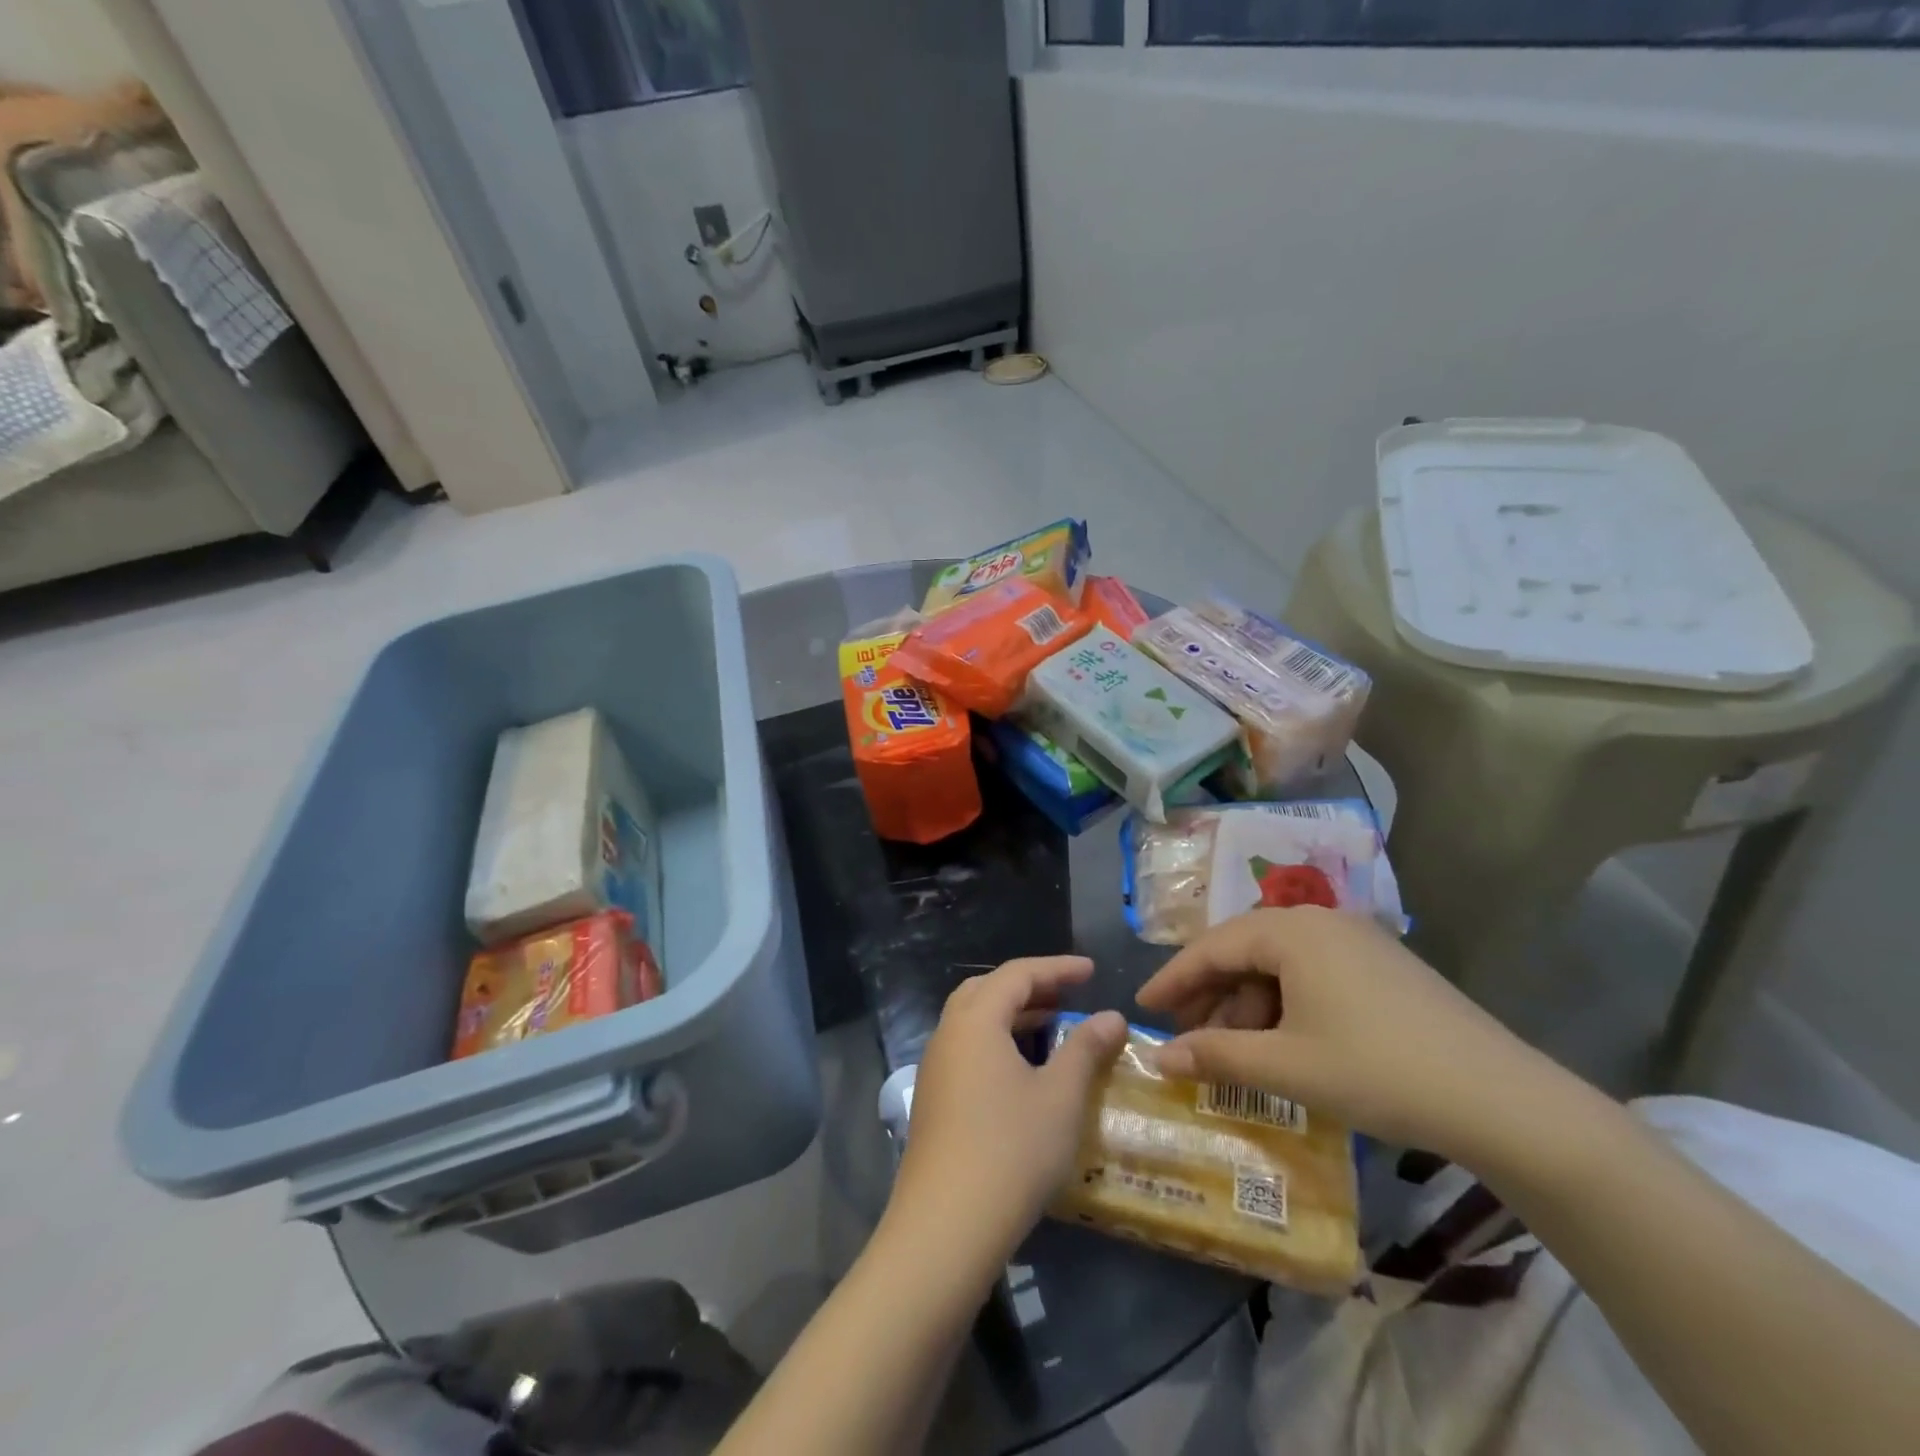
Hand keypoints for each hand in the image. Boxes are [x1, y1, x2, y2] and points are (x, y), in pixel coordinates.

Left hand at [888, 957, 1126, 1269]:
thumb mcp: (1060, 1097)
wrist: (945, 1227)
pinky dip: (998, 1042)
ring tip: (1052, 1028)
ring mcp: (935, 1068)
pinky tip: (1023, 1071)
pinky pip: (968, 1049)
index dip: (1057, 968)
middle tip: (1068, 995)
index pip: (1017, 974)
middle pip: (988, 990)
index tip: (1092, 971)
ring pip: (974, 1021)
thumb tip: (1111, 1015)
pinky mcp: (934, 1099)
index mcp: (975, 1020)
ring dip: (1012, 1016)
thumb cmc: (1011, 1150)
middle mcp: (948, 1034)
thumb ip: (1085, 1049)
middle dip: (1030, 987)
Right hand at [1136, 908, 1580, 1166]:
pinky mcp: (1382, 966)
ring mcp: (1356, 941)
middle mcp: (1320, 922)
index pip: (1211, 947)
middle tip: (1186, 1036)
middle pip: (1243, 951)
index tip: (1142, 1006)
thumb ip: (1217, 1056)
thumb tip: (1161, 1057)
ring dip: (1247, 1004)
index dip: (1172, 979)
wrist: (1504, 1100)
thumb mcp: (1288, 1068)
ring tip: (1235, 1050)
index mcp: (1292, 932)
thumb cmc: (1379, 1071)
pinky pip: (1311, 974)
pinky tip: (1283, 1044)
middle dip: (1209, 994)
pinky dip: (1284, 1005)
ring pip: (1278, 964)